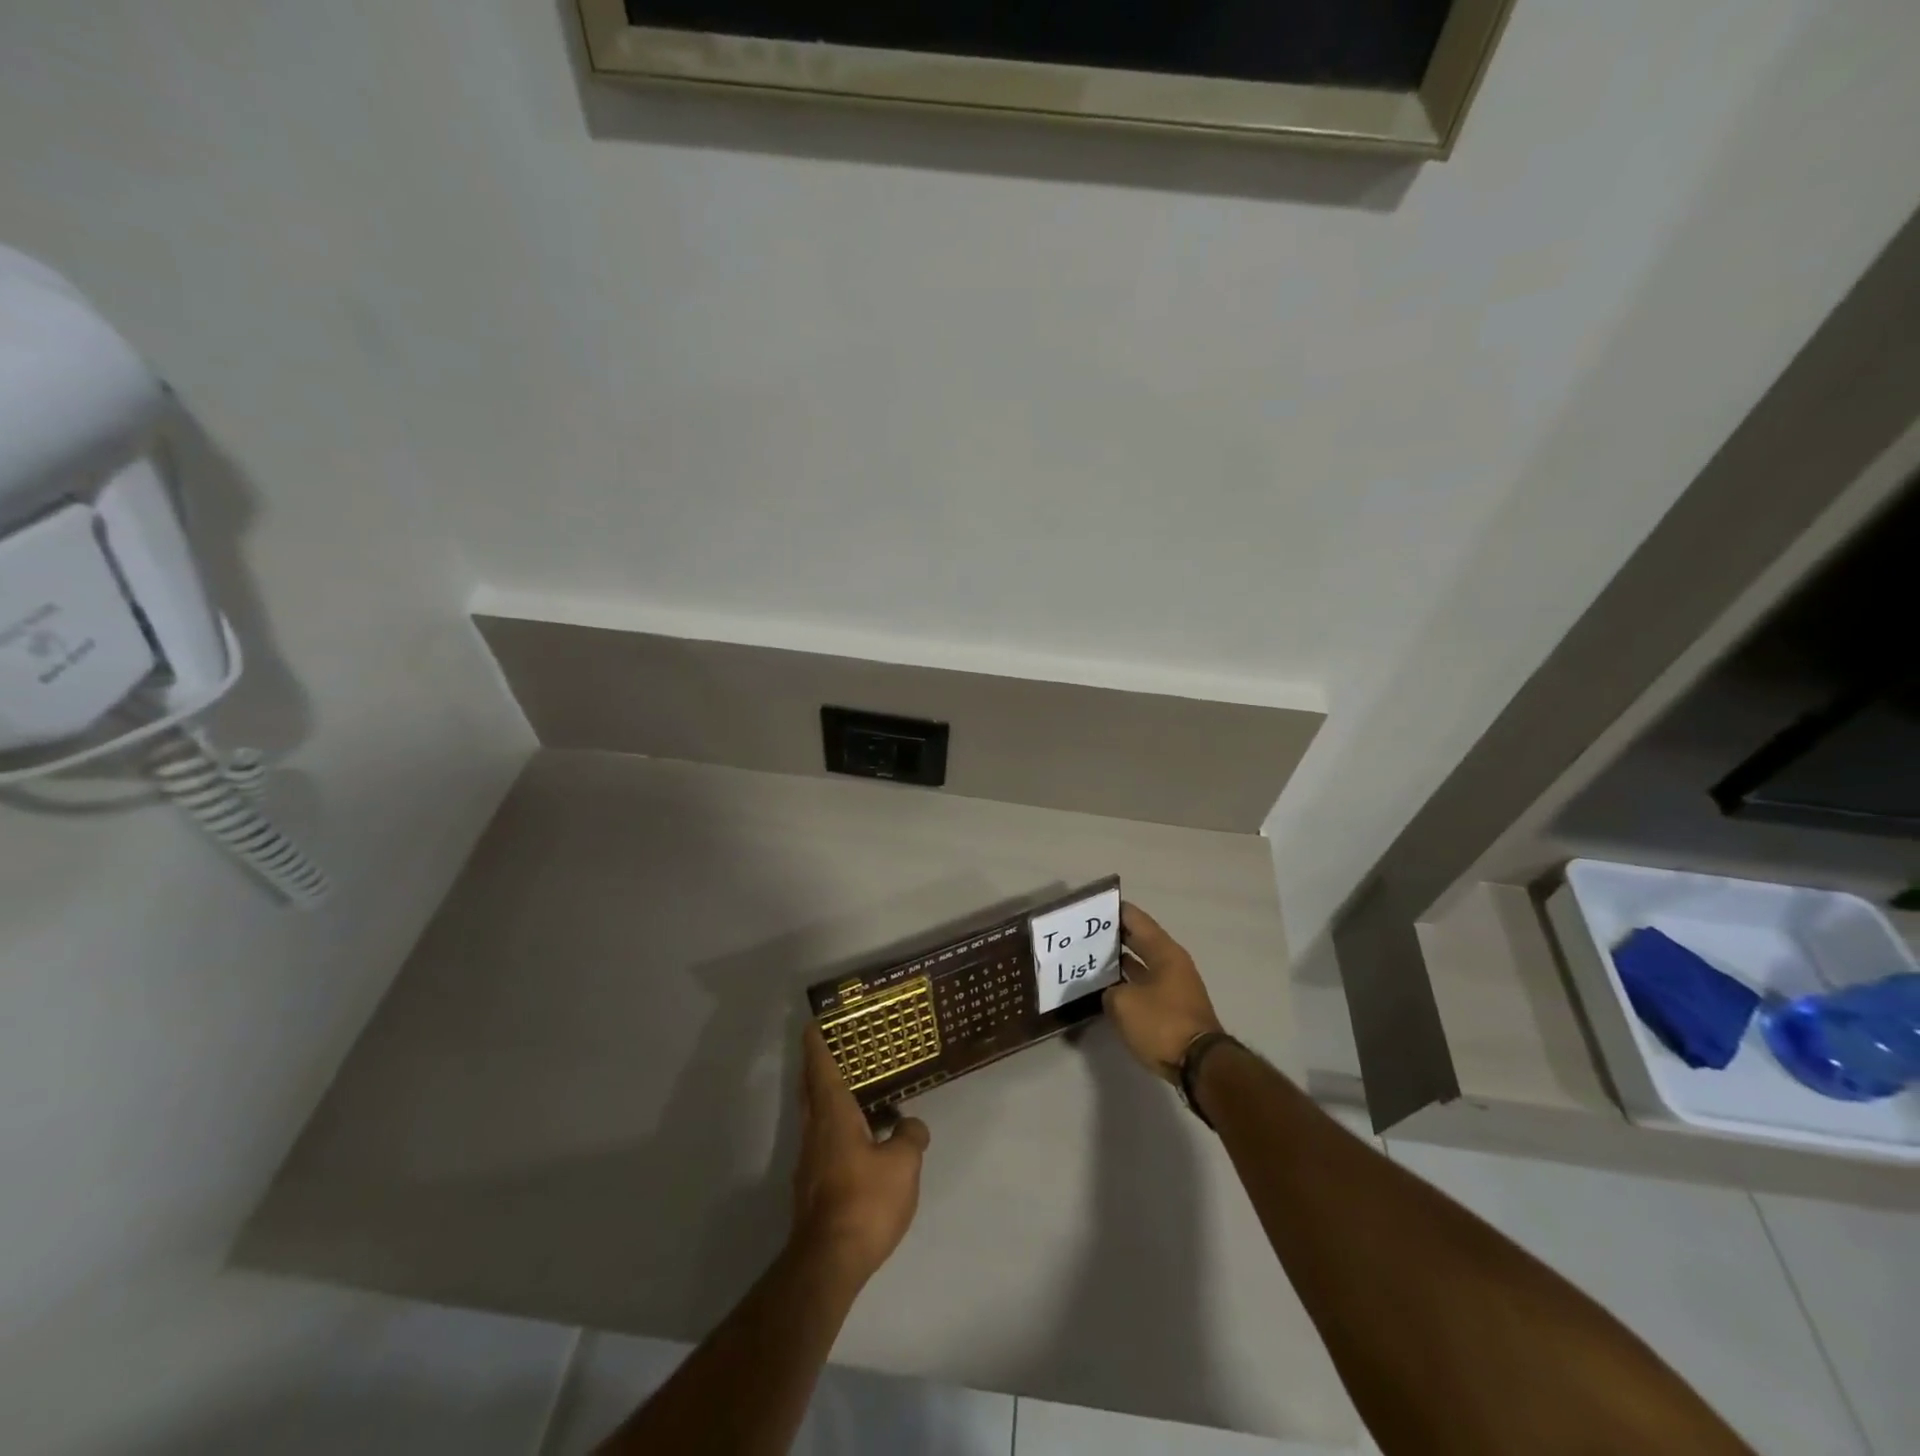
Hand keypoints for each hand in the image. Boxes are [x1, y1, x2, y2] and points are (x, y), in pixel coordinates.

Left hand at [790, 1022, 929, 1285]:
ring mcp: (808, 1161)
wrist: (828, 1262)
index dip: (816, 1043)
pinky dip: (835, 1127)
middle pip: (811, 1089)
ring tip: (855, 1091)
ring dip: (827, 1098)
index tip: (813, 1023)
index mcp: (832, 1115)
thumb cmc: (865, 1201)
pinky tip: (859, 1140)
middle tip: (834, 1048)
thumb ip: (910, 1136)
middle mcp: (814, 1131)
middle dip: (817, 1066)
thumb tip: (910, 1124)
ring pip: (815, 1117)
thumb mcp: (903, 1165)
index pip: (820, 1068)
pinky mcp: (811, 1186)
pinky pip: (822, 1142)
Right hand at [1104, 902, 1225, 1081]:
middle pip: (1140, 940)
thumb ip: (1109, 990)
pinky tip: (1108, 988)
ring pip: (1142, 964)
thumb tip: (1111, 992)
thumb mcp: (1122, 1003)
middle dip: (1114, 936)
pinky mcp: (1173, 1008)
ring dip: (1120, 962)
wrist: (1199, 1065)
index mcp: (1164, 952)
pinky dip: (1128, 983)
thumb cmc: (1161, 1023)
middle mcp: (1172, 963)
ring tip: (1091, 959)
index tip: (1091, 907)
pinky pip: (1145, 985)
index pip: (1136, 919)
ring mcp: (1175, 986)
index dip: (1114, 911)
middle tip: (1085, 933)